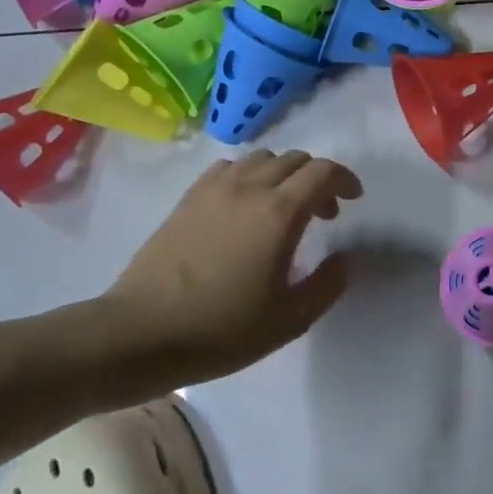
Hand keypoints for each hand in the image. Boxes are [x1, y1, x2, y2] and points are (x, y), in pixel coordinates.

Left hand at [97, 151, 362, 398]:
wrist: (139, 333)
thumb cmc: (222, 329)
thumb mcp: (291, 319)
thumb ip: (328, 284)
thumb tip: (343, 259)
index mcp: (279, 214)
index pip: (323, 172)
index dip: (345, 180)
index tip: (353, 200)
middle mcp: (248, 189)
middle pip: (294, 160)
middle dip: (317, 178)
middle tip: (323, 213)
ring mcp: (213, 190)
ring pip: (260, 159)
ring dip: (283, 175)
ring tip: (284, 207)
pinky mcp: (187, 200)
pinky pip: (228, 169)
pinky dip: (248, 177)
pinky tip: (245, 207)